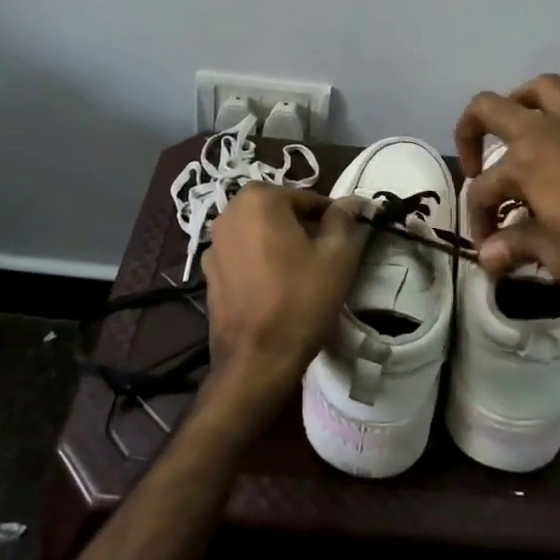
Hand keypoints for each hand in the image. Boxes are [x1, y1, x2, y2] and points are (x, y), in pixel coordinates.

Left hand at [200, 184, 369, 413]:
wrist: (256, 360)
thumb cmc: (300, 300)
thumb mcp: (337, 256)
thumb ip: (344, 220)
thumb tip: (351, 201)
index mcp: (259, 198)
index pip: (308, 199)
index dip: (330, 220)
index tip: (343, 243)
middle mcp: (229, 212)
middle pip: (280, 213)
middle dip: (303, 230)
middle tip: (325, 259)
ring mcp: (214, 244)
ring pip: (260, 234)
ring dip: (281, 245)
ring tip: (301, 276)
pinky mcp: (208, 273)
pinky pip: (244, 255)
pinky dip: (261, 262)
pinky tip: (276, 289)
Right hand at [454, 75, 559, 310]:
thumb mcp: (557, 255)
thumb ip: (517, 247)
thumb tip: (487, 258)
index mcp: (526, 161)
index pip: (484, 188)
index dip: (479, 219)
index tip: (490, 250)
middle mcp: (549, 132)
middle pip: (493, 108)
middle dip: (471, 130)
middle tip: (474, 162)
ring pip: (547, 89)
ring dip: (526, 98)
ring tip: (522, 122)